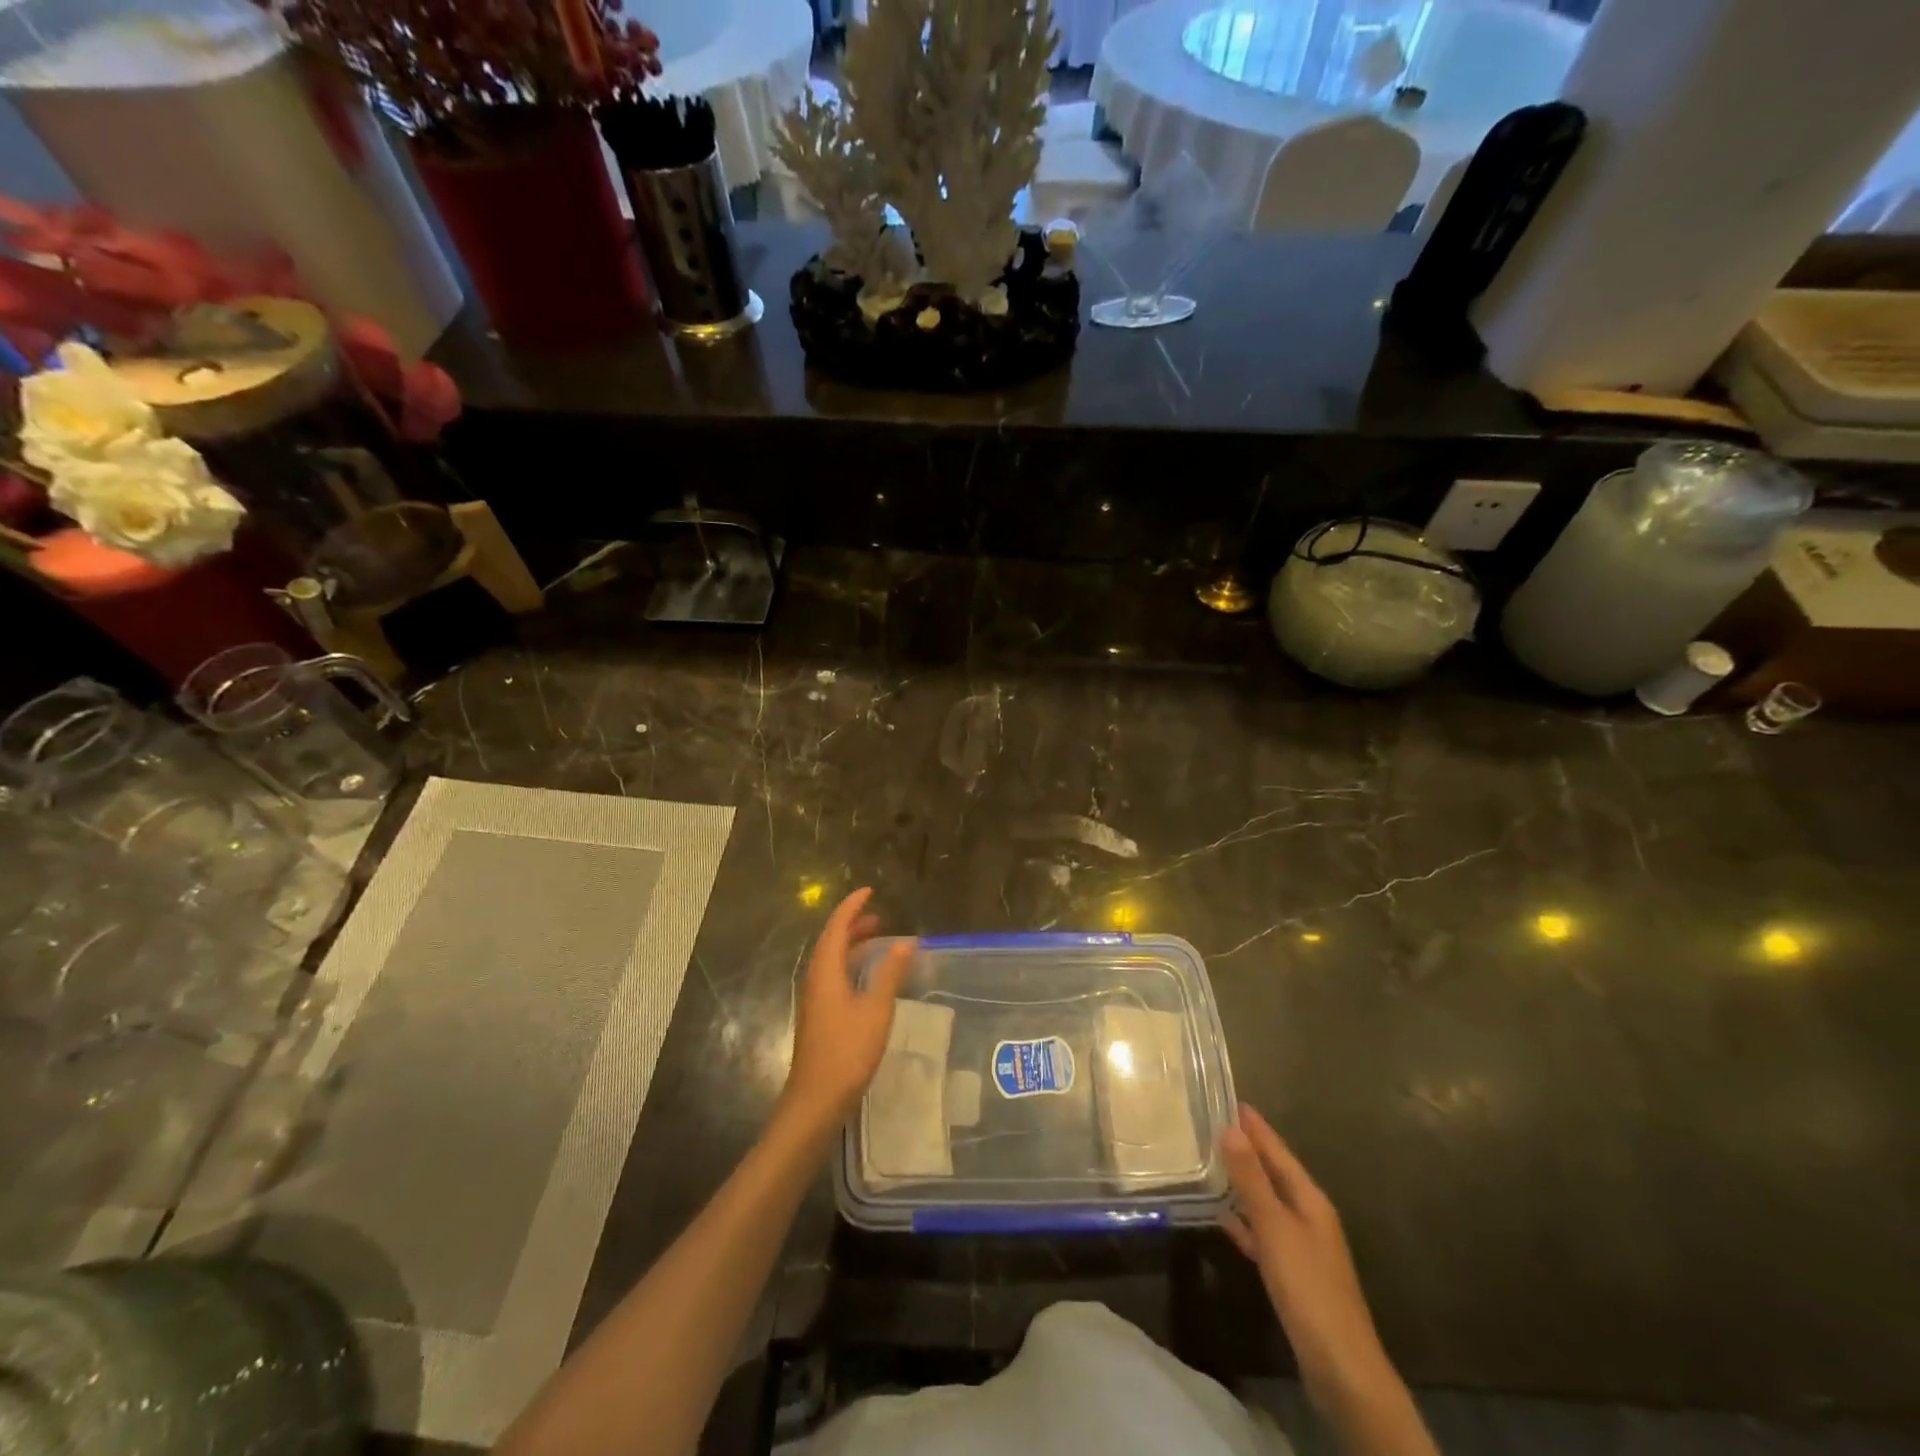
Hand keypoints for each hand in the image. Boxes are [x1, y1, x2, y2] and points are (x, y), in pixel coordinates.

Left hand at [781, 887, 915, 1134]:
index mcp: (825, 971)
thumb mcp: (876, 1010)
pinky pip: (834, 977)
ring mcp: (816, 1000)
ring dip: (852, 946)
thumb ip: (890, 973)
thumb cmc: (847, 1051)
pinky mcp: (820, 1017)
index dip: (852, 907)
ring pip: (832, 961)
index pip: (836, 927)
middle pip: (832, 942)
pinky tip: (868, 978)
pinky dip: (851, 966)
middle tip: (878, 916)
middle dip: (853, 925)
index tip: (869, 891)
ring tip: (877, 941)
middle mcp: (816, 980)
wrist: (816, 1100)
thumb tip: (906, 942)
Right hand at [1221, 1105, 1396, 1412]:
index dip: (1256, 1127)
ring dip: (1243, 1183)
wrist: (1340, 1367)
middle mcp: (1309, 1216)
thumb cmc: (1308, 1287)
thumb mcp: (1275, 1227)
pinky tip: (1223, 1218)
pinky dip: (1244, 1220)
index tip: (1231, 1100)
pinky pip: (1263, 1232)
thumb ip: (1251, 1178)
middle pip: (1274, 1173)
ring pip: (1267, 1202)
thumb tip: (1230, 1127)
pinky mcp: (1293, 1273)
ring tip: (1211, 1162)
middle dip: (1248, 1149)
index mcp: (1310, 1199)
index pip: (1278, 1151)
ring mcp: (1302, 1246)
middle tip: (1213, 1123)